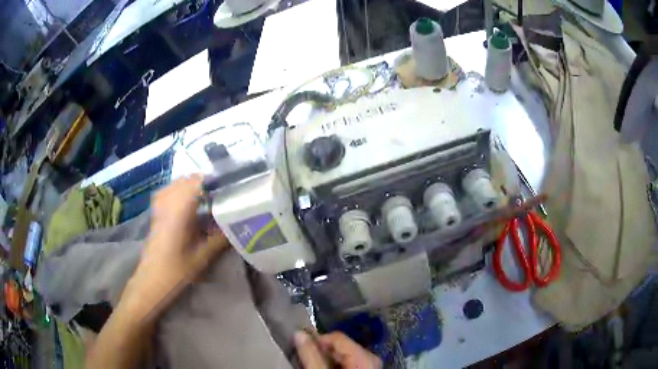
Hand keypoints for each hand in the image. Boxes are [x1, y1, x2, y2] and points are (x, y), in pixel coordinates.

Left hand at [122, 175, 228, 320]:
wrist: (151, 282)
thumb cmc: (176, 272)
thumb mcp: (201, 258)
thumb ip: (219, 239)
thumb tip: (237, 226)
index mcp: (179, 211)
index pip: (195, 183)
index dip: (211, 180)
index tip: (226, 187)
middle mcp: (168, 204)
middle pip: (185, 180)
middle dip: (203, 182)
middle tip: (219, 194)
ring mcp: (159, 208)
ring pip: (175, 185)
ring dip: (190, 185)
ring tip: (205, 196)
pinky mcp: (155, 214)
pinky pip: (166, 192)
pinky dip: (177, 191)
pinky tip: (185, 202)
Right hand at [295, 331, 381, 368]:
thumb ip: (311, 355)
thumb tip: (298, 332)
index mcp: (364, 354)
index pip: (336, 336)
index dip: (317, 341)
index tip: (302, 349)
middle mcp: (370, 356)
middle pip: (339, 345)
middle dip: (321, 351)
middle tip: (306, 360)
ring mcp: (369, 363)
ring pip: (342, 354)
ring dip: (326, 358)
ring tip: (314, 364)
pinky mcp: (365, 368)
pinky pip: (348, 361)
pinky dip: (334, 364)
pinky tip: (326, 367)